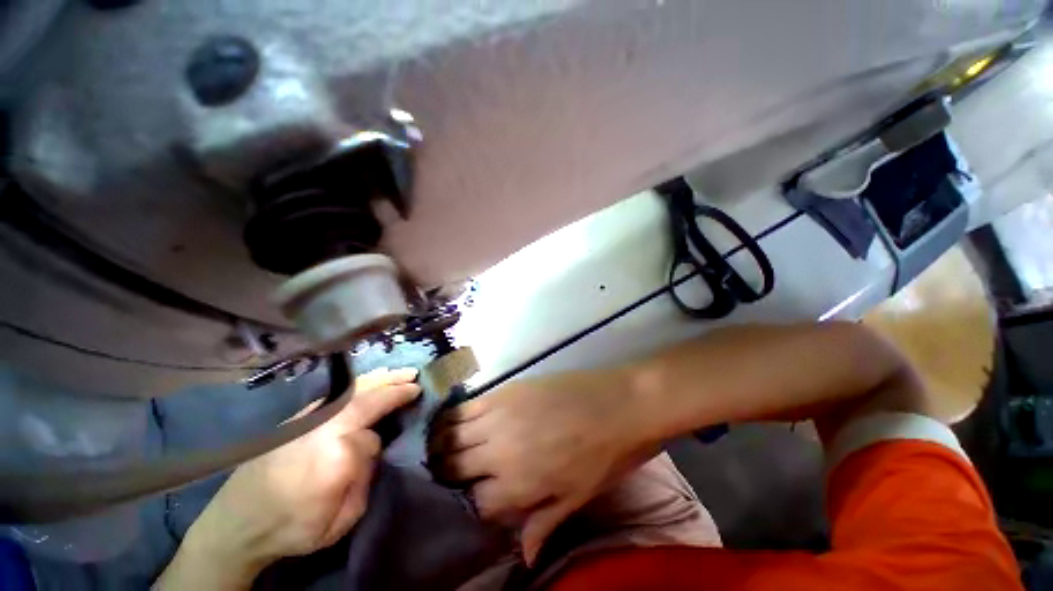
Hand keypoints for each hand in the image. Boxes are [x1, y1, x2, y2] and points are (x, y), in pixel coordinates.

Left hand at [156, 368, 419, 589]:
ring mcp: (308, 418)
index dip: (386, 433)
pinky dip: (359, 384)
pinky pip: (338, 394)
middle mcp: (322, 426)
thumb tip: (372, 445)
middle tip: (414, 375)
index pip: (372, 436)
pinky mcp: (298, 418)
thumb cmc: (292, 528)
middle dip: (393, 383)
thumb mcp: (340, 519)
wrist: (236, 524)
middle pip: (366, 396)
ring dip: (378, 378)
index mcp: (335, 454)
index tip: (413, 401)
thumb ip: (364, 477)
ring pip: (351, 390)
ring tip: (398, 373)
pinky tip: (369, 382)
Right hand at [429, 370, 656, 563]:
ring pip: (453, 435)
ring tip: (440, 448)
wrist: (619, 404)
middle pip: (455, 467)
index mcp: (517, 485)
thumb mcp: (577, 498)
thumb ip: (544, 524)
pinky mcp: (506, 390)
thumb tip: (524, 557)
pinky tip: (453, 421)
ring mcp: (499, 415)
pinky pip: (468, 406)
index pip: (477, 504)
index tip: (473, 499)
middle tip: (448, 473)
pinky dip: (454, 417)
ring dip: (442, 445)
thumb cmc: (604, 456)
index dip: (473, 505)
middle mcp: (499, 451)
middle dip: (448, 475)